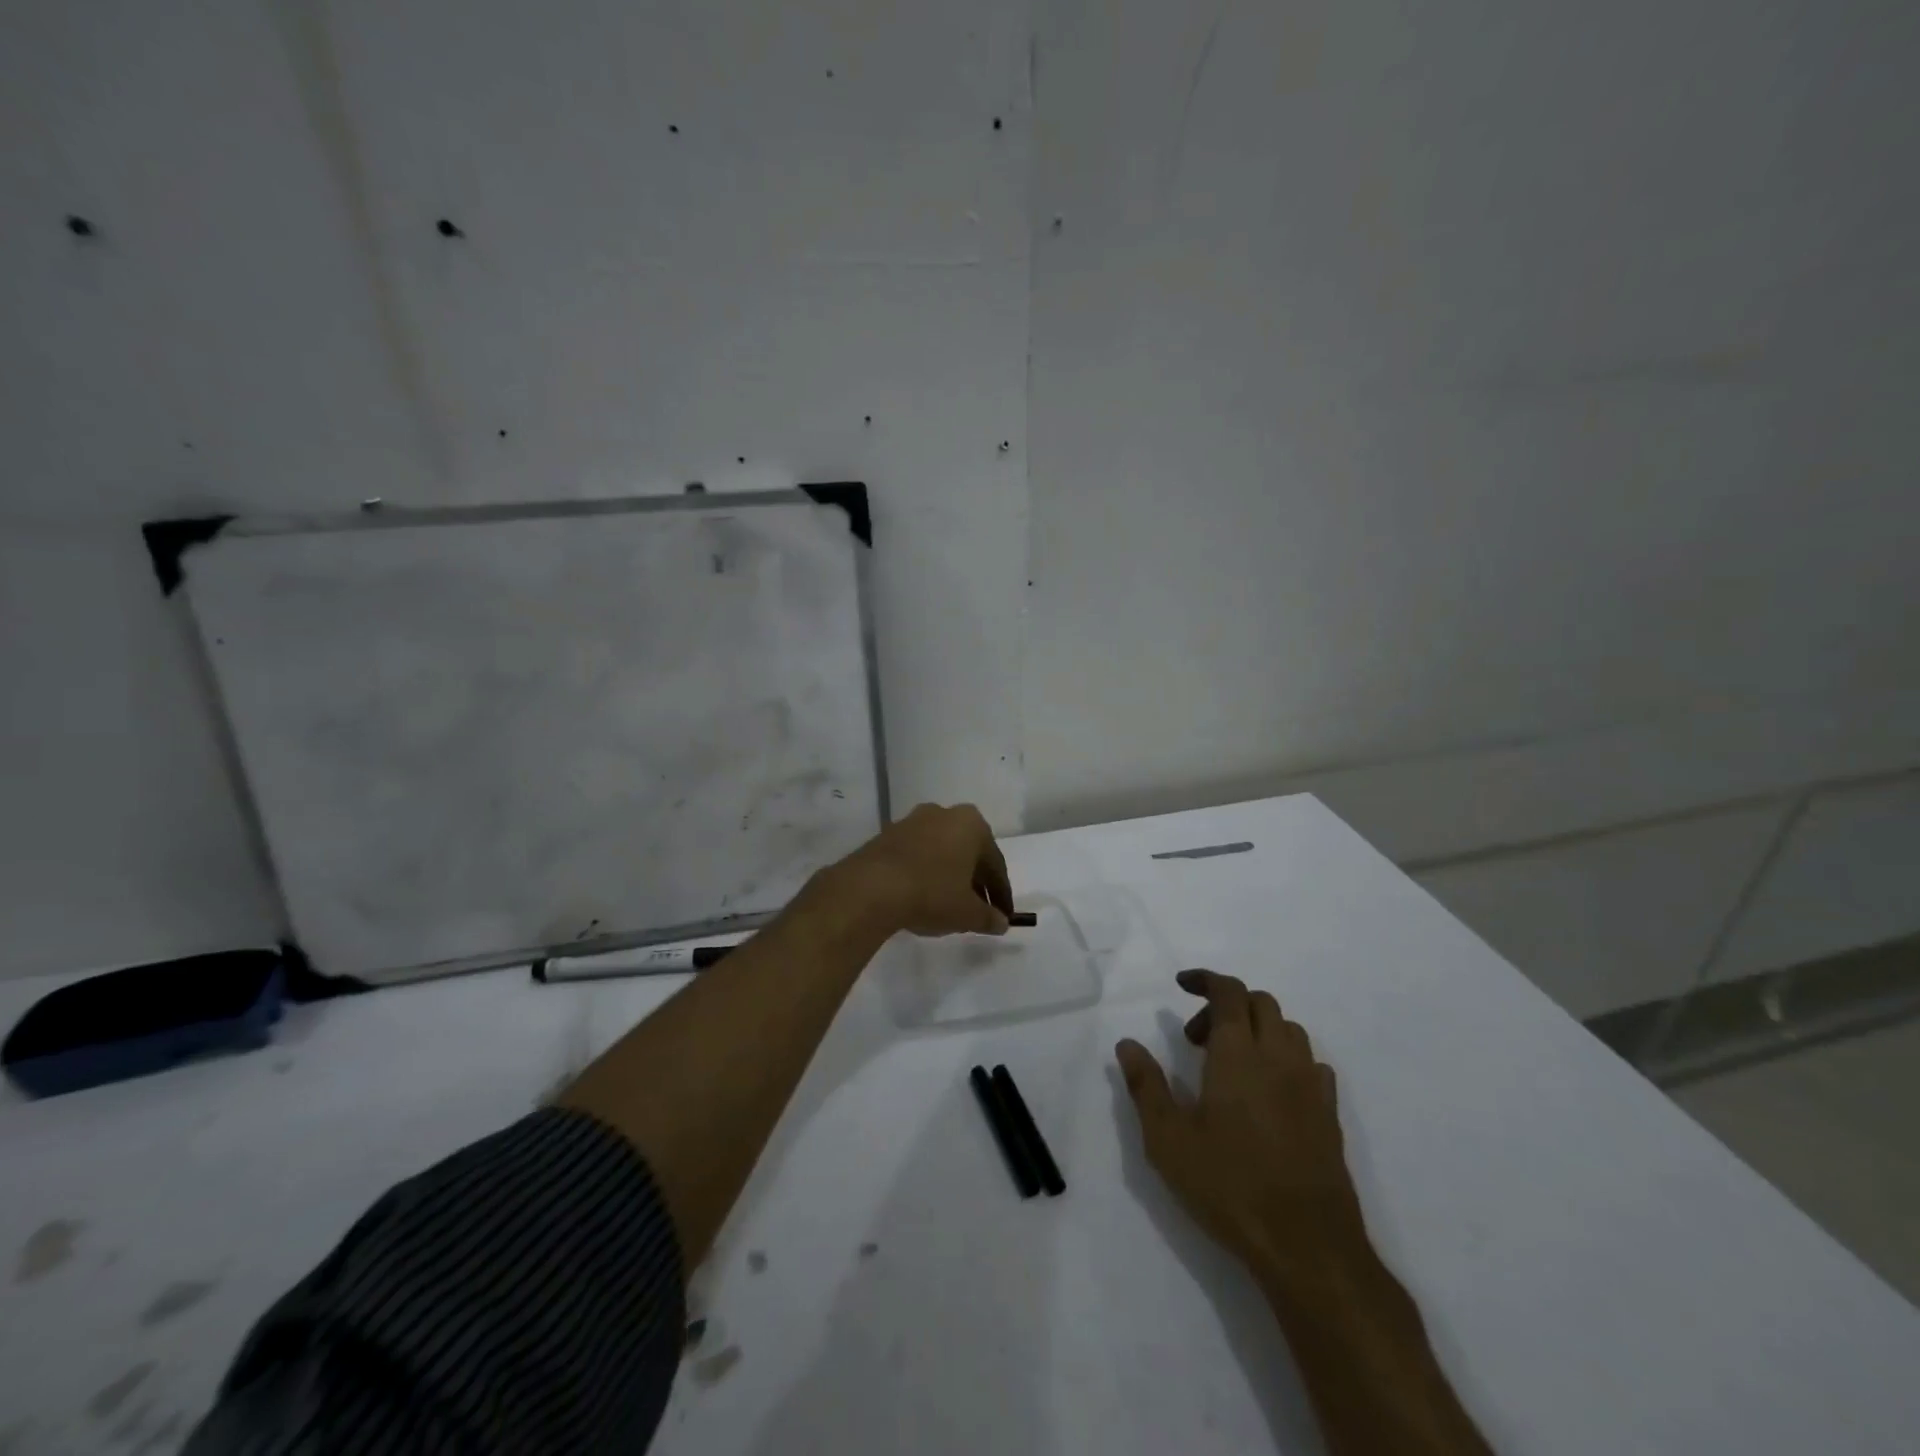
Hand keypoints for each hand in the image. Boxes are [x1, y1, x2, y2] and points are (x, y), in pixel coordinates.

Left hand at [829, 803, 1012, 937]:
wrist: (871, 888)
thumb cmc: (931, 893)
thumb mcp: (966, 913)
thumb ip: (988, 917)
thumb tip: (1001, 922)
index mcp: (972, 824)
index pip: (995, 864)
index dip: (1001, 894)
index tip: (1003, 915)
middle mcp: (944, 814)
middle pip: (968, 852)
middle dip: (975, 881)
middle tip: (979, 910)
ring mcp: (912, 821)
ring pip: (941, 851)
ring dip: (949, 874)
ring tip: (949, 904)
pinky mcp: (887, 834)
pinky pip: (917, 854)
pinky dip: (925, 872)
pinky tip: (922, 895)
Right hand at [1116, 970, 1364, 1278]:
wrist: (1308, 1247)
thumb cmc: (1229, 1186)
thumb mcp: (1168, 1139)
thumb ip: (1146, 1085)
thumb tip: (1127, 1044)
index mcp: (1239, 1054)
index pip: (1229, 992)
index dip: (1205, 980)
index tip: (1181, 985)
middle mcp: (1279, 1057)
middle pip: (1260, 1003)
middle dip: (1226, 1005)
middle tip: (1196, 1039)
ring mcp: (1310, 1085)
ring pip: (1288, 1029)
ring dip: (1257, 1029)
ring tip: (1230, 1064)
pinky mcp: (1330, 1115)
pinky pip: (1310, 1063)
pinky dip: (1286, 1058)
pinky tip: (1269, 1090)